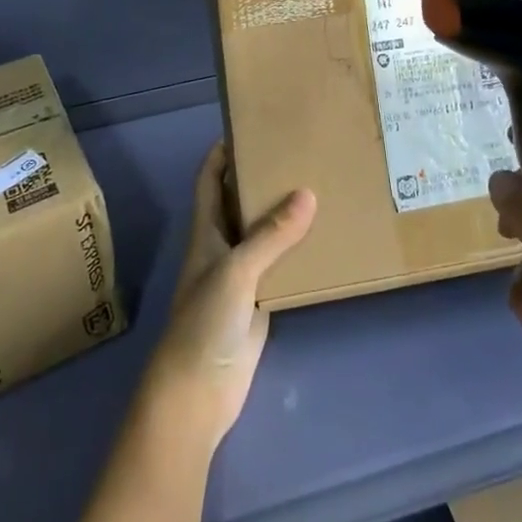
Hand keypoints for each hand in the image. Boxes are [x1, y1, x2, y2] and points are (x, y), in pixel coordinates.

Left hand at [141, 143, 316, 450]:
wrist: (197, 395)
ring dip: (283, 213)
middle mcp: (222, 245)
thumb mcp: (236, 271)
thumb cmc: (204, 322)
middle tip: (298, 151)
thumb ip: (271, 235)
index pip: (210, 179)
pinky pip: (281, 265)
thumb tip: (308, 193)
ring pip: (263, 233)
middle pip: (240, 201)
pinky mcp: (260, 301)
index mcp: (206, 230)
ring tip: (319, 184)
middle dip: (261, 176)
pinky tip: (324, 238)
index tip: (250, 125)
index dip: (223, 152)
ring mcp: (241, 274)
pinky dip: (297, 250)